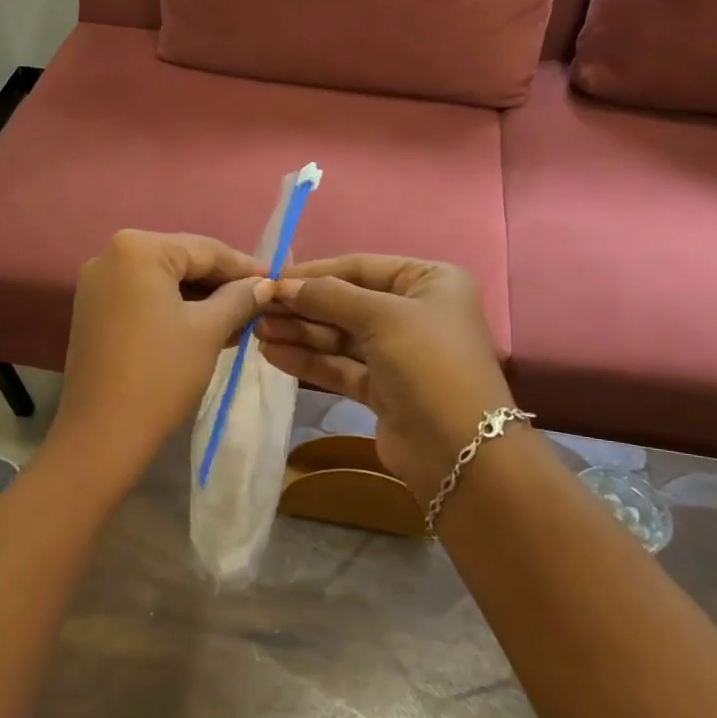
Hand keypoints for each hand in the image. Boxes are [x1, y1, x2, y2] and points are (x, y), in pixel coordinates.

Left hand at [52, 231, 271, 479]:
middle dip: (221, 283)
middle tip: (260, 301)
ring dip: (200, 298)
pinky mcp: (92, 310)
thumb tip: (265, 285)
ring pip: (162, 281)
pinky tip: (206, 326)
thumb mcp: (208, 331)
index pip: (205, 249)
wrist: (103, 432)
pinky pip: (143, 298)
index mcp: (138, 249)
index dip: (245, 267)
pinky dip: (173, 309)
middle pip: (181, 260)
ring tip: (240, 318)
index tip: (276, 281)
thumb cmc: (161, 374)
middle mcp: (111, 255)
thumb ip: (239, 299)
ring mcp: (97, 284)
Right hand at [256, 255, 514, 499]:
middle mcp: (416, 313)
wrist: (459, 450)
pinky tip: (272, 354)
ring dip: (300, 333)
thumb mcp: (380, 317)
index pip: (362, 267)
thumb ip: (328, 296)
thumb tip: (283, 285)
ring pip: (340, 337)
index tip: (272, 280)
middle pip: (347, 303)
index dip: (315, 273)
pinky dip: (308, 360)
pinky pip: (340, 366)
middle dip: (303, 306)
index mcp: (430, 282)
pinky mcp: (383, 389)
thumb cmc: (427, 363)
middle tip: (257, 309)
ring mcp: (399, 354)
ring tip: (257, 331)